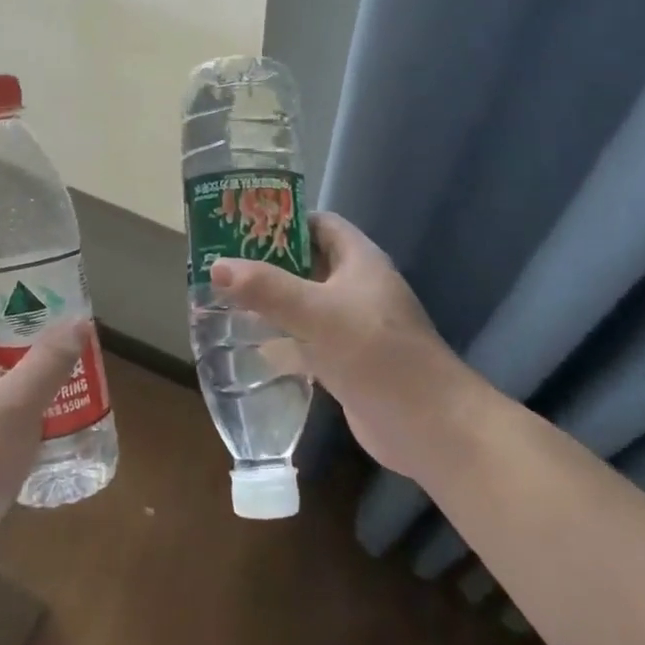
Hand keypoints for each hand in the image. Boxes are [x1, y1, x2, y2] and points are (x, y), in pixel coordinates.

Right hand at [209, 212, 488, 483]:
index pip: (318, 224)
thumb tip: (216, 266)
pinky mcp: (344, 361)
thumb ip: (267, 289)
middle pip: (306, 264)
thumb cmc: (377, 353)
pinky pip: (305, 341)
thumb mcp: (318, 313)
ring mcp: (351, 326)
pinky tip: (246, 345)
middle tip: (221, 263)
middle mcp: (356, 287)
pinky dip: (279, 340)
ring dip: (269, 302)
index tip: (239, 224)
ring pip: (303, 304)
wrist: (428, 425)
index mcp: (359, 260)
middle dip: (266, 263)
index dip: (283, 219)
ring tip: (223, 299)